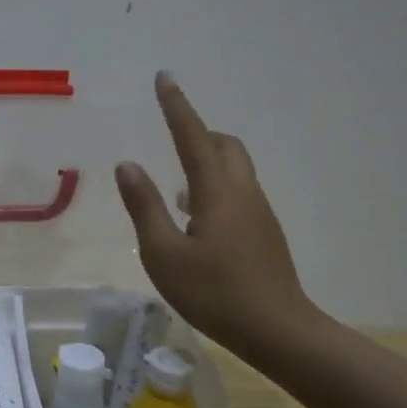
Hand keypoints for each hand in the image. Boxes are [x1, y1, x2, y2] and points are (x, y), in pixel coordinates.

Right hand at [115, 71, 317, 360]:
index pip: (192, 136)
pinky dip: (214, 185)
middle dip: (196, 131)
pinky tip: (194, 216)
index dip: (176, 106)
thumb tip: (128, 165)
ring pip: (233, 168)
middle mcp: (242, 191)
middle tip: (170, 133)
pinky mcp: (263, 232)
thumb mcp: (164, 254)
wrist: (278, 330)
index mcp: (216, 190)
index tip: (164, 77)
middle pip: (223, 145)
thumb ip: (145, 206)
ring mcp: (258, 211)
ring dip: (206, 160)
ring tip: (175, 183)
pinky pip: (237, 191)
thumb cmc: (214, 293)